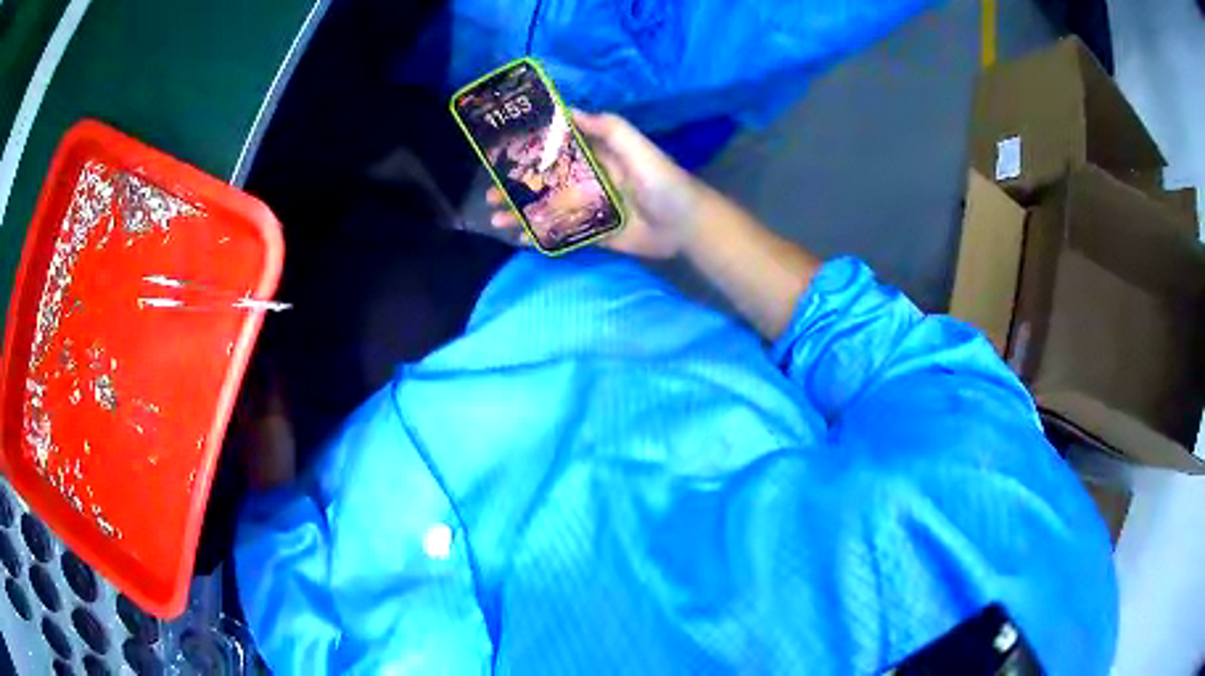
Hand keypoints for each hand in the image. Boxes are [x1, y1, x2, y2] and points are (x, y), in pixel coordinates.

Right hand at [487, 110, 701, 258]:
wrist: (686, 224)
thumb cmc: (661, 179)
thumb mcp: (635, 145)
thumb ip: (607, 127)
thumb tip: (569, 111)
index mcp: (596, 158)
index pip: (555, 153)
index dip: (529, 154)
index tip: (500, 157)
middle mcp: (589, 182)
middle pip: (545, 184)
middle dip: (516, 189)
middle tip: (489, 196)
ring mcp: (590, 210)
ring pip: (548, 210)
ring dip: (522, 214)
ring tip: (496, 220)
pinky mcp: (596, 234)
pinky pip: (563, 234)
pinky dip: (542, 237)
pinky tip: (520, 239)